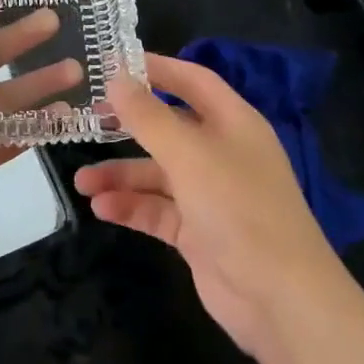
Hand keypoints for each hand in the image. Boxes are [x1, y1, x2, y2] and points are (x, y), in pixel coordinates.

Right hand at [74, 55, 347, 363]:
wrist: (281, 300)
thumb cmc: (239, 209)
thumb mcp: (190, 155)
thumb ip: (148, 117)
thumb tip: (116, 77)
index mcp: (233, 123)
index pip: (192, 81)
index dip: (156, 69)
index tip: (113, 64)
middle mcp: (222, 153)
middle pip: (169, 128)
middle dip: (129, 125)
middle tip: (88, 120)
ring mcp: (210, 195)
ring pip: (158, 174)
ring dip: (121, 175)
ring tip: (82, 182)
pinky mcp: (198, 233)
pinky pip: (158, 211)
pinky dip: (131, 208)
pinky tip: (100, 208)